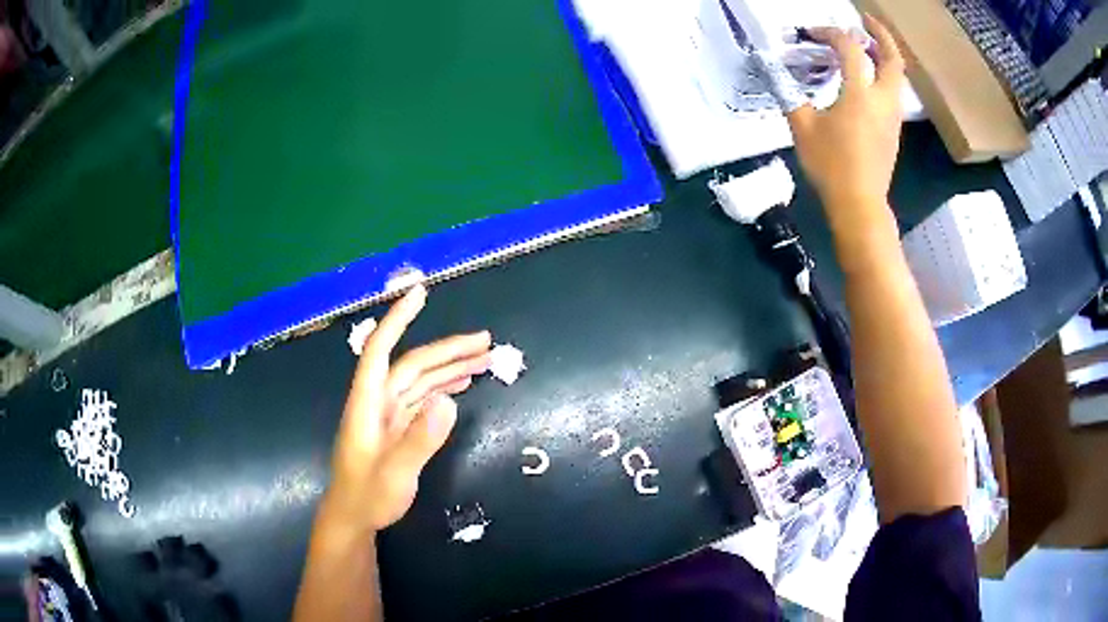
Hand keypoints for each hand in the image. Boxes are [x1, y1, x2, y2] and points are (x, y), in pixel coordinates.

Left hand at [324, 284, 490, 531]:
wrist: (355, 518)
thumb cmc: (368, 496)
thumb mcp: (395, 474)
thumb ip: (419, 440)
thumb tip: (449, 400)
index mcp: (368, 403)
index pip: (380, 349)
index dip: (398, 319)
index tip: (419, 293)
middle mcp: (378, 401)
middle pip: (412, 364)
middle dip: (448, 350)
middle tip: (486, 342)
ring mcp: (388, 415)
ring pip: (420, 380)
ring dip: (450, 368)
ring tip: (484, 360)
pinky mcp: (397, 428)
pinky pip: (422, 399)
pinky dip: (443, 388)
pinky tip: (462, 386)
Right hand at [787, 15, 904, 218]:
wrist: (859, 205)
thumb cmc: (831, 166)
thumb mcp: (802, 128)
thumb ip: (791, 96)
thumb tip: (776, 74)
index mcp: (859, 94)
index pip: (849, 48)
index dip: (830, 33)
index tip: (811, 33)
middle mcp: (882, 100)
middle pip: (892, 58)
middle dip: (880, 34)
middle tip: (864, 21)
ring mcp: (892, 117)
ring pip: (896, 76)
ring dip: (883, 55)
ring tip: (865, 47)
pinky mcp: (894, 131)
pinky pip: (892, 93)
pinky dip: (882, 76)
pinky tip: (866, 81)